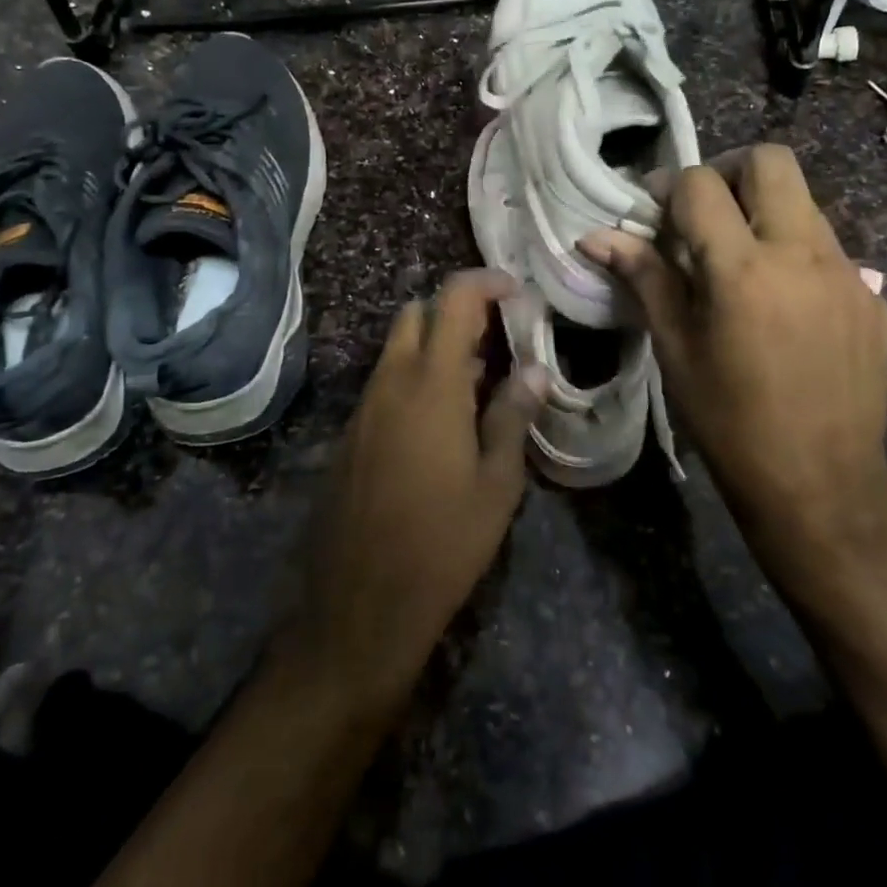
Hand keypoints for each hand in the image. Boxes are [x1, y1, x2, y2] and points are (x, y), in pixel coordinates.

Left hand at [284, 269, 545, 709]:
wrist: (359, 604)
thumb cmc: (443, 544)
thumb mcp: (496, 484)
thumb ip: (513, 415)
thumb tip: (535, 369)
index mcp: (431, 383)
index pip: (453, 300)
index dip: (485, 282)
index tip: (515, 290)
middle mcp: (390, 381)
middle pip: (416, 314)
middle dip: (455, 312)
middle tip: (495, 340)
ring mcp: (364, 406)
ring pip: (397, 347)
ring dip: (434, 346)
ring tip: (476, 384)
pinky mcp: (350, 432)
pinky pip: (384, 382)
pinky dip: (413, 377)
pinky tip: (440, 421)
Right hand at [581, 145, 886, 556]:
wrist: (821, 485)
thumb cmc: (728, 419)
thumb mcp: (675, 347)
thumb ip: (644, 277)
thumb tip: (596, 235)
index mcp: (742, 268)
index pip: (700, 184)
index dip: (669, 187)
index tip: (654, 212)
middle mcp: (801, 254)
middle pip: (770, 161)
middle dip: (728, 170)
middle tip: (705, 211)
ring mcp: (847, 272)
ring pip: (804, 200)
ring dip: (764, 208)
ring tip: (739, 258)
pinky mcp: (873, 296)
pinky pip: (828, 246)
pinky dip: (794, 250)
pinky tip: (780, 301)